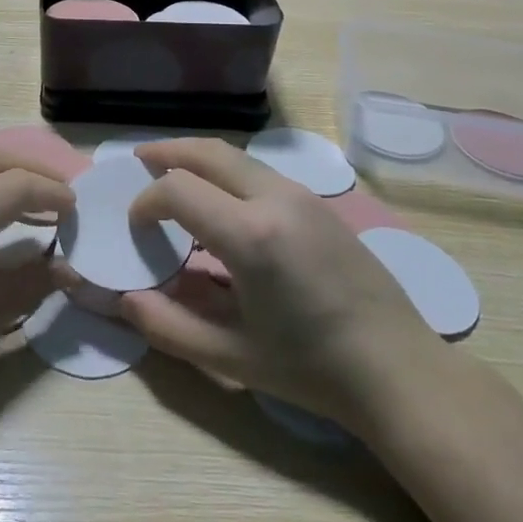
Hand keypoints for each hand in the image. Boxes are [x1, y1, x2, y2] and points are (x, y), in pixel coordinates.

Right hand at [121, 139, 438, 432]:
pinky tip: (221, 201)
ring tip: (173, 173)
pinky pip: (260, 172)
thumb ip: (169, 326)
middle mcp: (275, 198)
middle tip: (139, 160)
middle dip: (167, 152)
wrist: (397, 368)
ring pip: (236, 156)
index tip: (135, 225)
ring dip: (199, 159)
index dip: (146, 201)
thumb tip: (125, 300)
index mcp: (251, 235)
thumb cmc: (311, 369)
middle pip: (208, 152)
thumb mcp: (231, 357)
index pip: (178, 189)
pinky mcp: (319, 202)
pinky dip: (227, 172)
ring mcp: (302, 194)